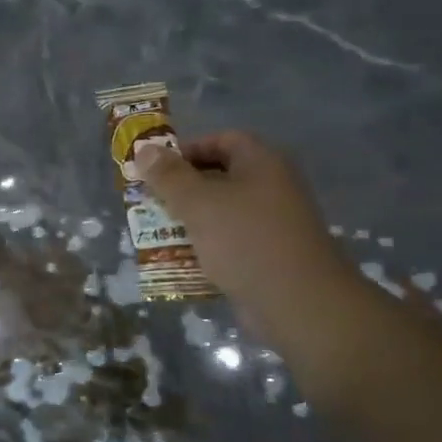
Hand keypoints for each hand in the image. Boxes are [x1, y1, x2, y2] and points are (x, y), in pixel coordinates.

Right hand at [139, 132, 355, 341]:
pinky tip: (179, 261)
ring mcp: (271, 224)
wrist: (298, 302)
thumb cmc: (246, 240)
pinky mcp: (267, 256)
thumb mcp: (198, 203)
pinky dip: (205, 248)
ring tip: (155, 232)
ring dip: (189, 221)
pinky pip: (229, 243)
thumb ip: (169, 176)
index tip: (156, 169)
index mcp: (262, 163)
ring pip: (222, 213)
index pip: (222, 140)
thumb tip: (144, 150)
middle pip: (220, 177)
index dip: (187, 149)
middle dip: (182, 189)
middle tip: (149, 202)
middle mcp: (271, 188)